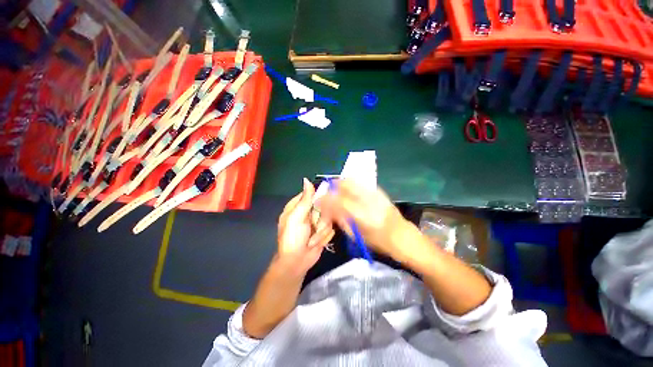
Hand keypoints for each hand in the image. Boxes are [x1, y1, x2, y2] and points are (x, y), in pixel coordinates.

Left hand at [276, 178, 334, 274]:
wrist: (297, 263)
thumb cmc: (293, 239)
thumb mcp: (296, 217)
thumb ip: (305, 199)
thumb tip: (306, 180)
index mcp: (298, 206)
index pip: (312, 193)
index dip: (318, 199)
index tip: (321, 206)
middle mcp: (308, 212)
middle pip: (324, 206)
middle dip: (321, 220)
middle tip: (313, 227)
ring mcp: (316, 222)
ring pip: (329, 218)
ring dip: (321, 231)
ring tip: (312, 240)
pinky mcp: (323, 231)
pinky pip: (331, 229)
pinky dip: (324, 237)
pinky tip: (316, 243)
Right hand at [315, 179, 414, 260]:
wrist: (404, 237)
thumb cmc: (380, 242)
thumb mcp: (357, 236)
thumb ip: (341, 221)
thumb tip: (329, 210)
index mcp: (363, 215)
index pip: (338, 201)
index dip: (325, 199)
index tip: (317, 200)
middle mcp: (369, 200)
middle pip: (345, 185)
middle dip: (332, 186)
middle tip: (326, 193)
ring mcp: (375, 193)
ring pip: (352, 181)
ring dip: (340, 183)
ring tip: (334, 190)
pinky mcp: (379, 191)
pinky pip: (360, 183)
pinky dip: (350, 184)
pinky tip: (347, 191)